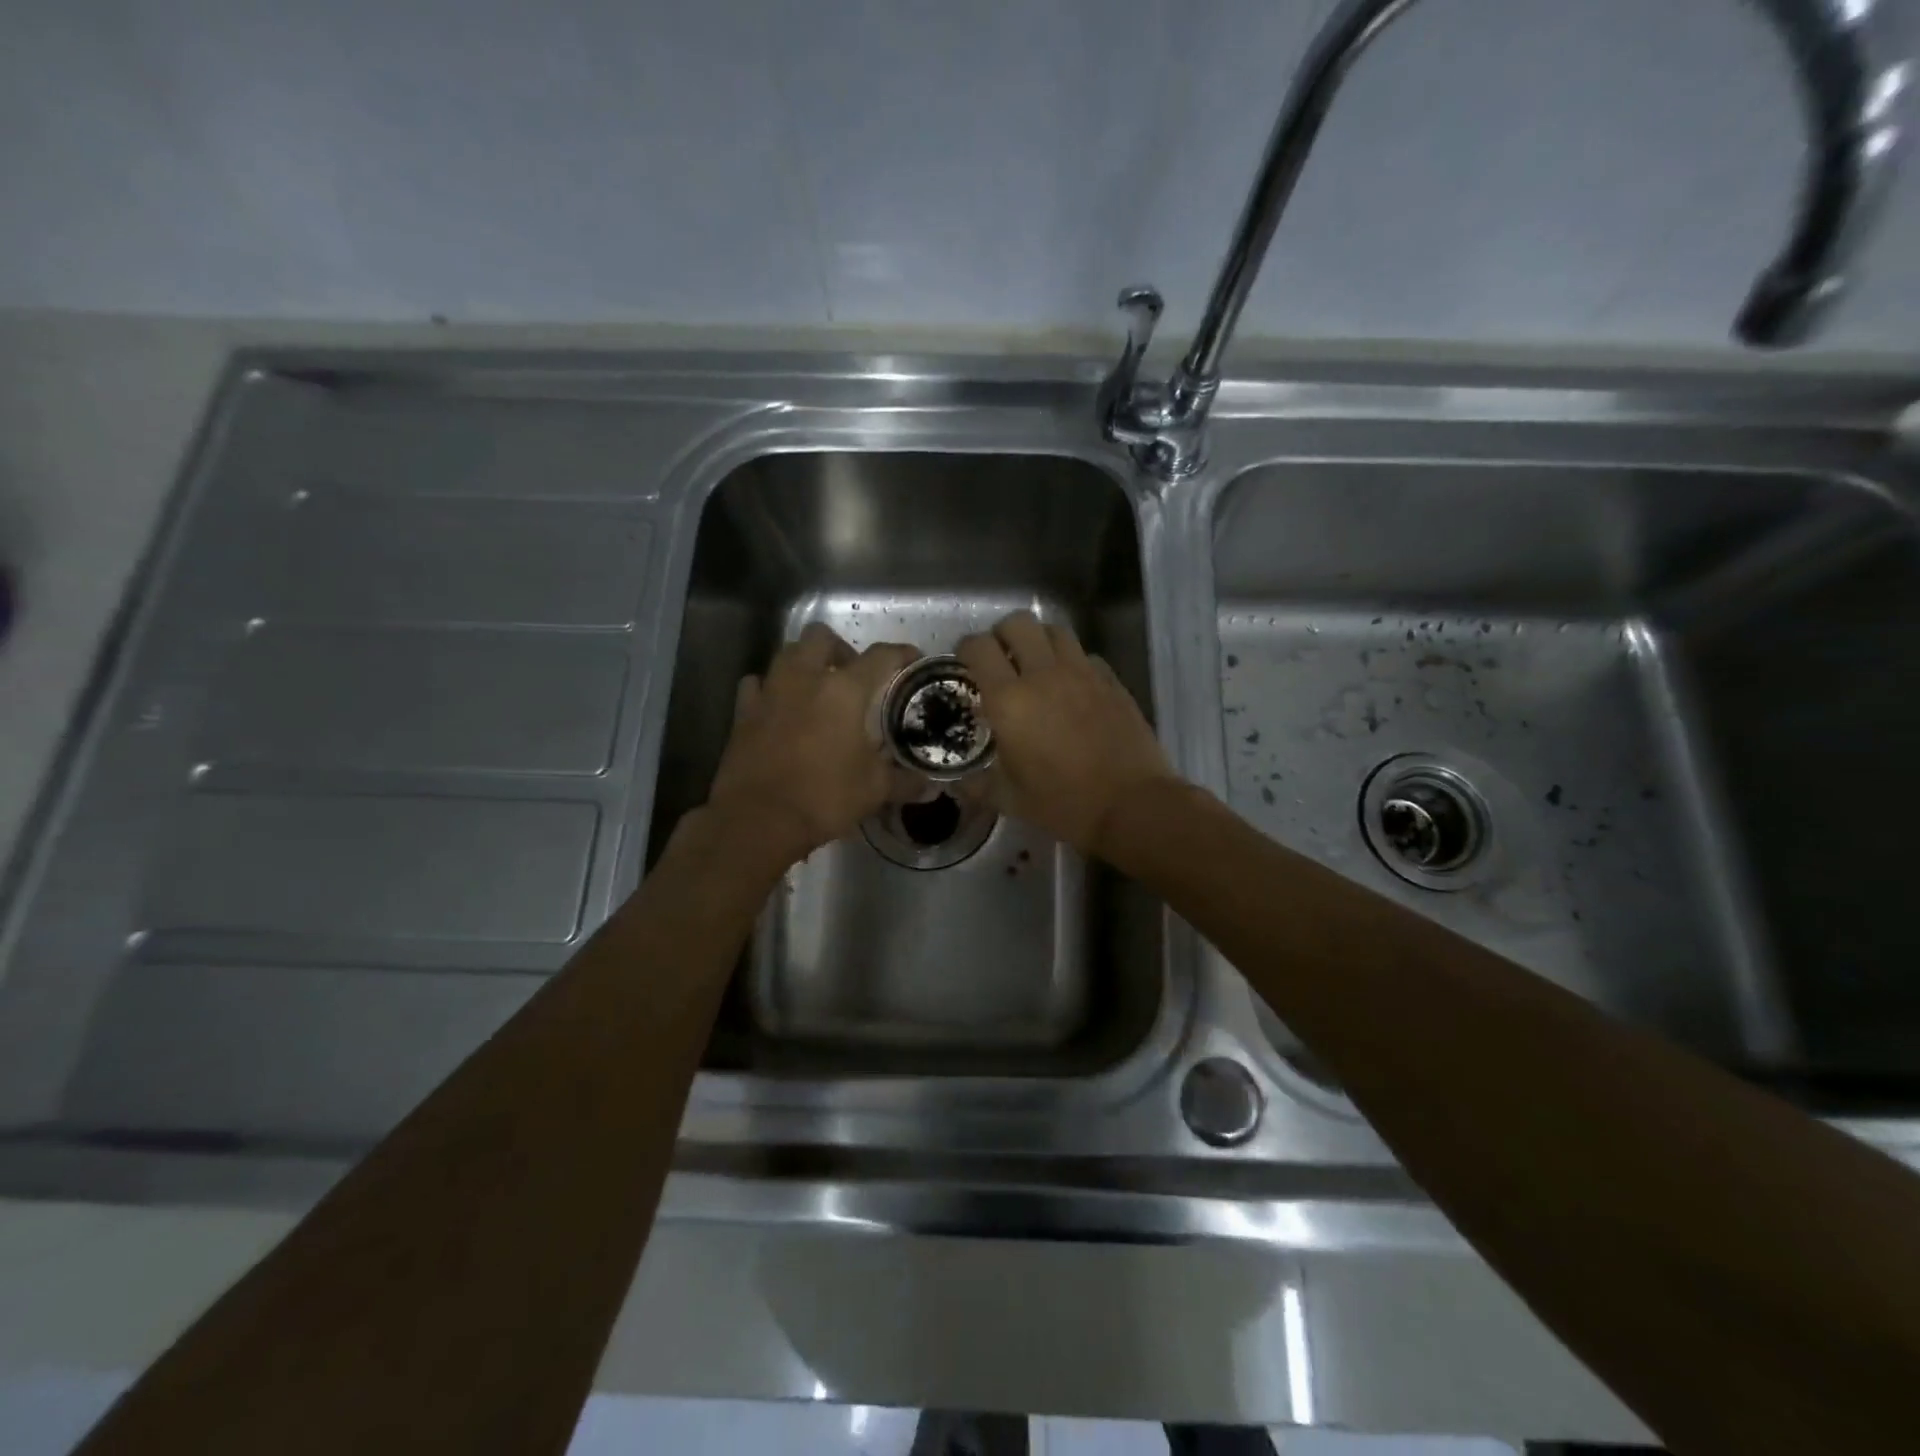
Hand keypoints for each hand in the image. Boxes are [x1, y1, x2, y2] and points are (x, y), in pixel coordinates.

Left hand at [706, 624, 919, 867]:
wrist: (758, 819)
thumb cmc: (824, 797)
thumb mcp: (874, 790)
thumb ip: (905, 782)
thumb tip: (931, 787)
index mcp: (844, 690)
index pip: (881, 655)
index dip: (901, 653)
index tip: (912, 659)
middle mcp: (805, 678)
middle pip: (822, 636)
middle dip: (841, 649)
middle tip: (852, 676)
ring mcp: (770, 691)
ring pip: (787, 653)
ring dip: (805, 662)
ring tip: (817, 689)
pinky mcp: (743, 711)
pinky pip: (757, 684)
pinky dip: (770, 688)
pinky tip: (779, 707)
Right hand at [957, 610, 1178, 857]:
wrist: (1131, 805)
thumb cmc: (1064, 803)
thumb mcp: (1010, 800)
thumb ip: (977, 786)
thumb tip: (958, 784)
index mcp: (1009, 700)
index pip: (978, 648)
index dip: (966, 649)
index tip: (965, 664)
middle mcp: (1043, 675)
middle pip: (1018, 623)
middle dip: (1003, 634)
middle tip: (1001, 659)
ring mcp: (1082, 673)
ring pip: (1054, 630)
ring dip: (1039, 641)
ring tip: (1036, 665)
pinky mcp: (1111, 681)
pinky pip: (1086, 655)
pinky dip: (1072, 662)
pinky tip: (1072, 686)